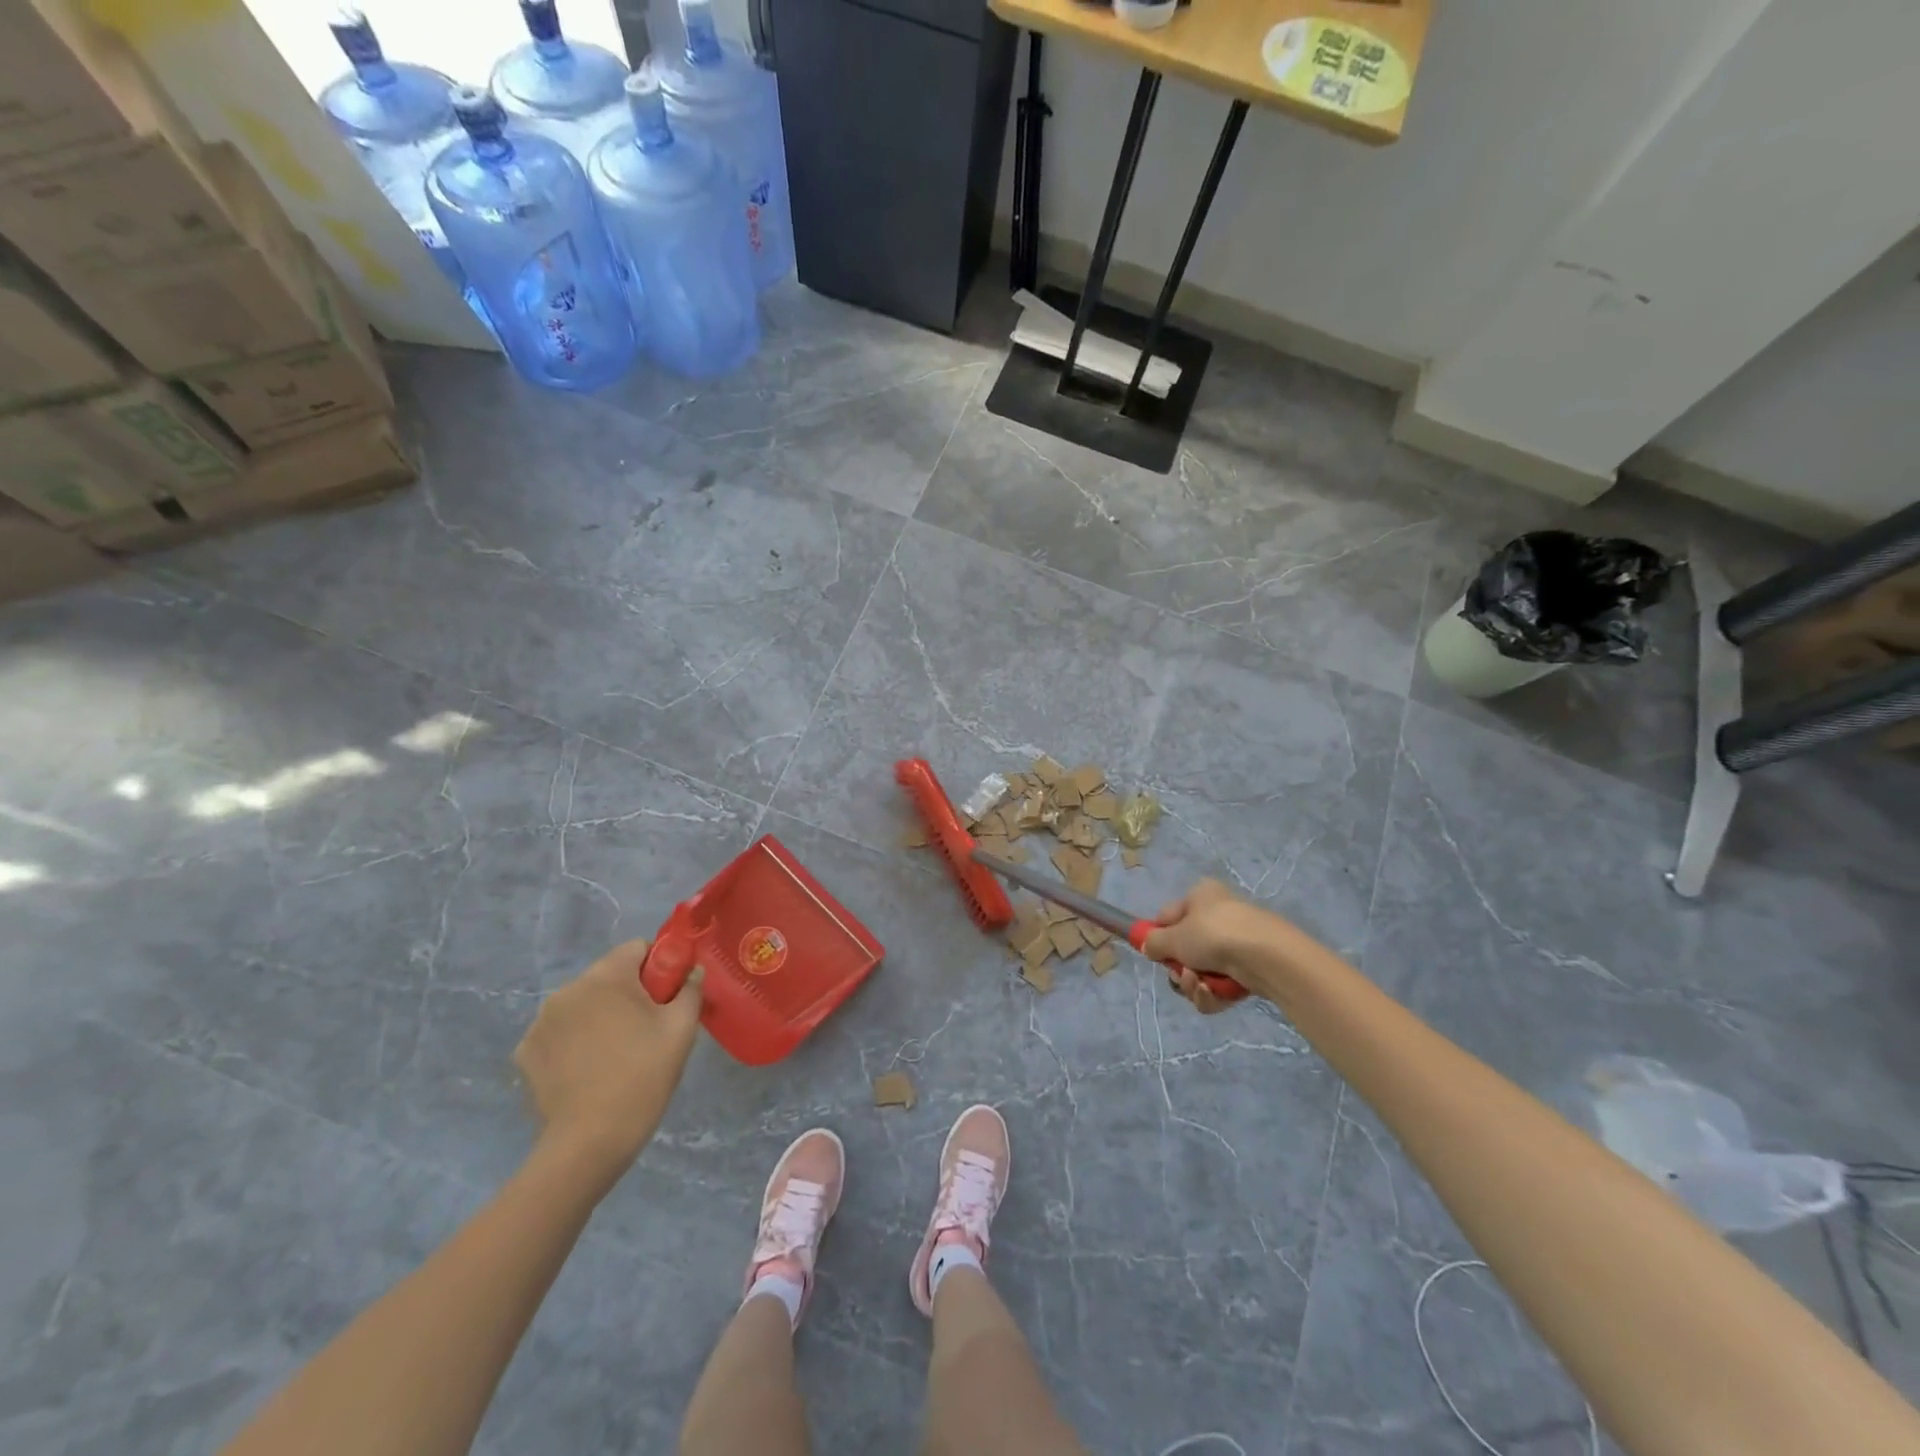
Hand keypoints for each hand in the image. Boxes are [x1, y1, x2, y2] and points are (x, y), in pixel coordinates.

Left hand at [514, 940, 703, 1179]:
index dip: (659, 966)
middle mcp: (567, 990)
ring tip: (617, 1054)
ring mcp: (541, 1022)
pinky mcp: (526, 1052)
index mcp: (606, 978)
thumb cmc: (642, 1077)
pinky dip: (575, 1041)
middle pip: (609, 976)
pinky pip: (560, 1031)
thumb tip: (693, 971)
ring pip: (583, 1004)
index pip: (637, 948)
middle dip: (630, 993)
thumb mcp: (681, 1030)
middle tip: (647, 1030)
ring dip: (601, 1016)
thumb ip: (691, 990)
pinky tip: (588, 1070)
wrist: (588, 1143)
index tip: (668, 997)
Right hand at [1142, 879, 1293, 1013]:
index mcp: (1200, 896)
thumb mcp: (1173, 937)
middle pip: (1185, 949)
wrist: (1265, 957)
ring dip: (1194, 984)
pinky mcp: (1249, 970)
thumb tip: (1149, 946)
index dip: (1159, 936)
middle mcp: (1218, 915)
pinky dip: (1213, 993)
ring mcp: (1236, 944)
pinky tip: (1215, 993)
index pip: (1168, 916)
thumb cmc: (1214, 934)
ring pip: (1201, 971)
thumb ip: (1153, 942)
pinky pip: (1219, 985)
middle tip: (1182, 974)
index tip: (1154, 954)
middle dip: (1179, 968)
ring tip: (1201, 985)